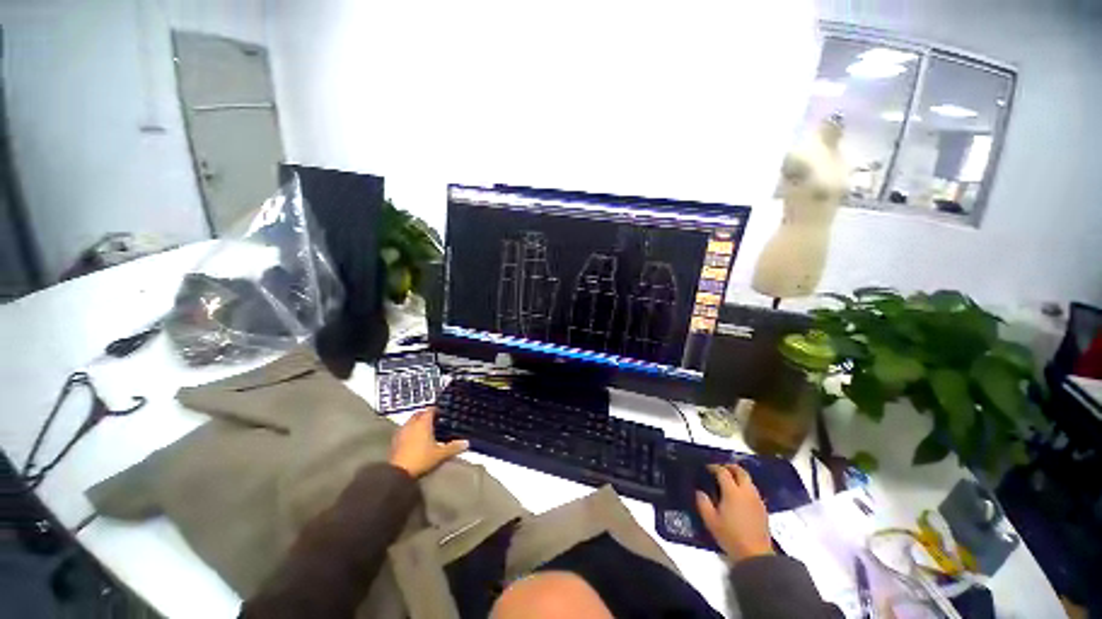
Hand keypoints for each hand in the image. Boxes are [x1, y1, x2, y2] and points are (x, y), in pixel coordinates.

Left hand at [389, 408, 468, 477]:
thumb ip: (453, 447)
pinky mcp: (394, 440)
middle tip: (434, 420)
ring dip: (417, 422)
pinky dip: (410, 431)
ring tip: (425, 430)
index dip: (437, 410)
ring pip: (411, 421)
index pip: (431, 409)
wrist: (398, 473)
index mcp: (423, 422)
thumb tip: (466, 443)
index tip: (443, 413)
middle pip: (419, 413)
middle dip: (426, 415)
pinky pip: (404, 430)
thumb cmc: (421, 459)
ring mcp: (401, 431)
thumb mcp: (440, 454)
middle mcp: (412, 423)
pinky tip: (414, 439)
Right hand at [696, 463, 773, 562]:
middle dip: (730, 467)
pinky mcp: (763, 509)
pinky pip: (753, 491)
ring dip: (739, 476)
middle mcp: (746, 492)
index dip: (714, 467)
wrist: (756, 555)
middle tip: (721, 468)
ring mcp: (757, 500)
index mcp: (732, 492)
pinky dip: (745, 487)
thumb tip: (699, 492)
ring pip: (749, 480)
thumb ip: (703, 503)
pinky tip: (740, 497)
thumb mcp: (710, 521)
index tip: (707, 468)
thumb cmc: (731, 536)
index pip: (723, 472)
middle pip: (740, 471)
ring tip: (729, 481)